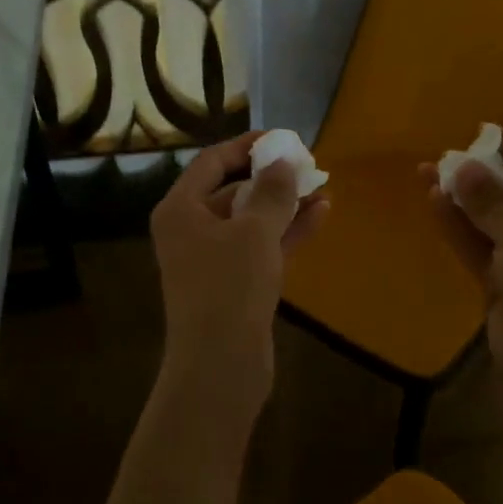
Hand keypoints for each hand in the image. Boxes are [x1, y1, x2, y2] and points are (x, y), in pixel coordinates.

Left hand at [151, 132, 328, 399]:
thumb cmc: (230, 287)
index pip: (211, 162)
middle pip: (231, 189)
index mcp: (180, 209)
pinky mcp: (233, 283)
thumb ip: (271, 190)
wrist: (220, 365)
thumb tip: (283, 158)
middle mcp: (190, 229)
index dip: (246, 146)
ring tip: (322, 187)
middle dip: (270, 177)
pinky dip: (286, 231)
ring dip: (284, 204)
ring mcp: (211, 259)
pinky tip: (320, 214)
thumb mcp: (255, 231)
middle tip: (307, 165)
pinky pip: (260, 246)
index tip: (282, 138)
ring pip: (250, 219)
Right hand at [421, 127, 502, 369]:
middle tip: (446, 157)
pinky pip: (482, 246)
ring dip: (464, 201)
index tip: (482, 131)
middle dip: (481, 177)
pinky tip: (435, 204)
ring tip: (427, 174)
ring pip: (493, 222)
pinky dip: (461, 227)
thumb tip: (462, 165)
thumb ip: (488, 201)